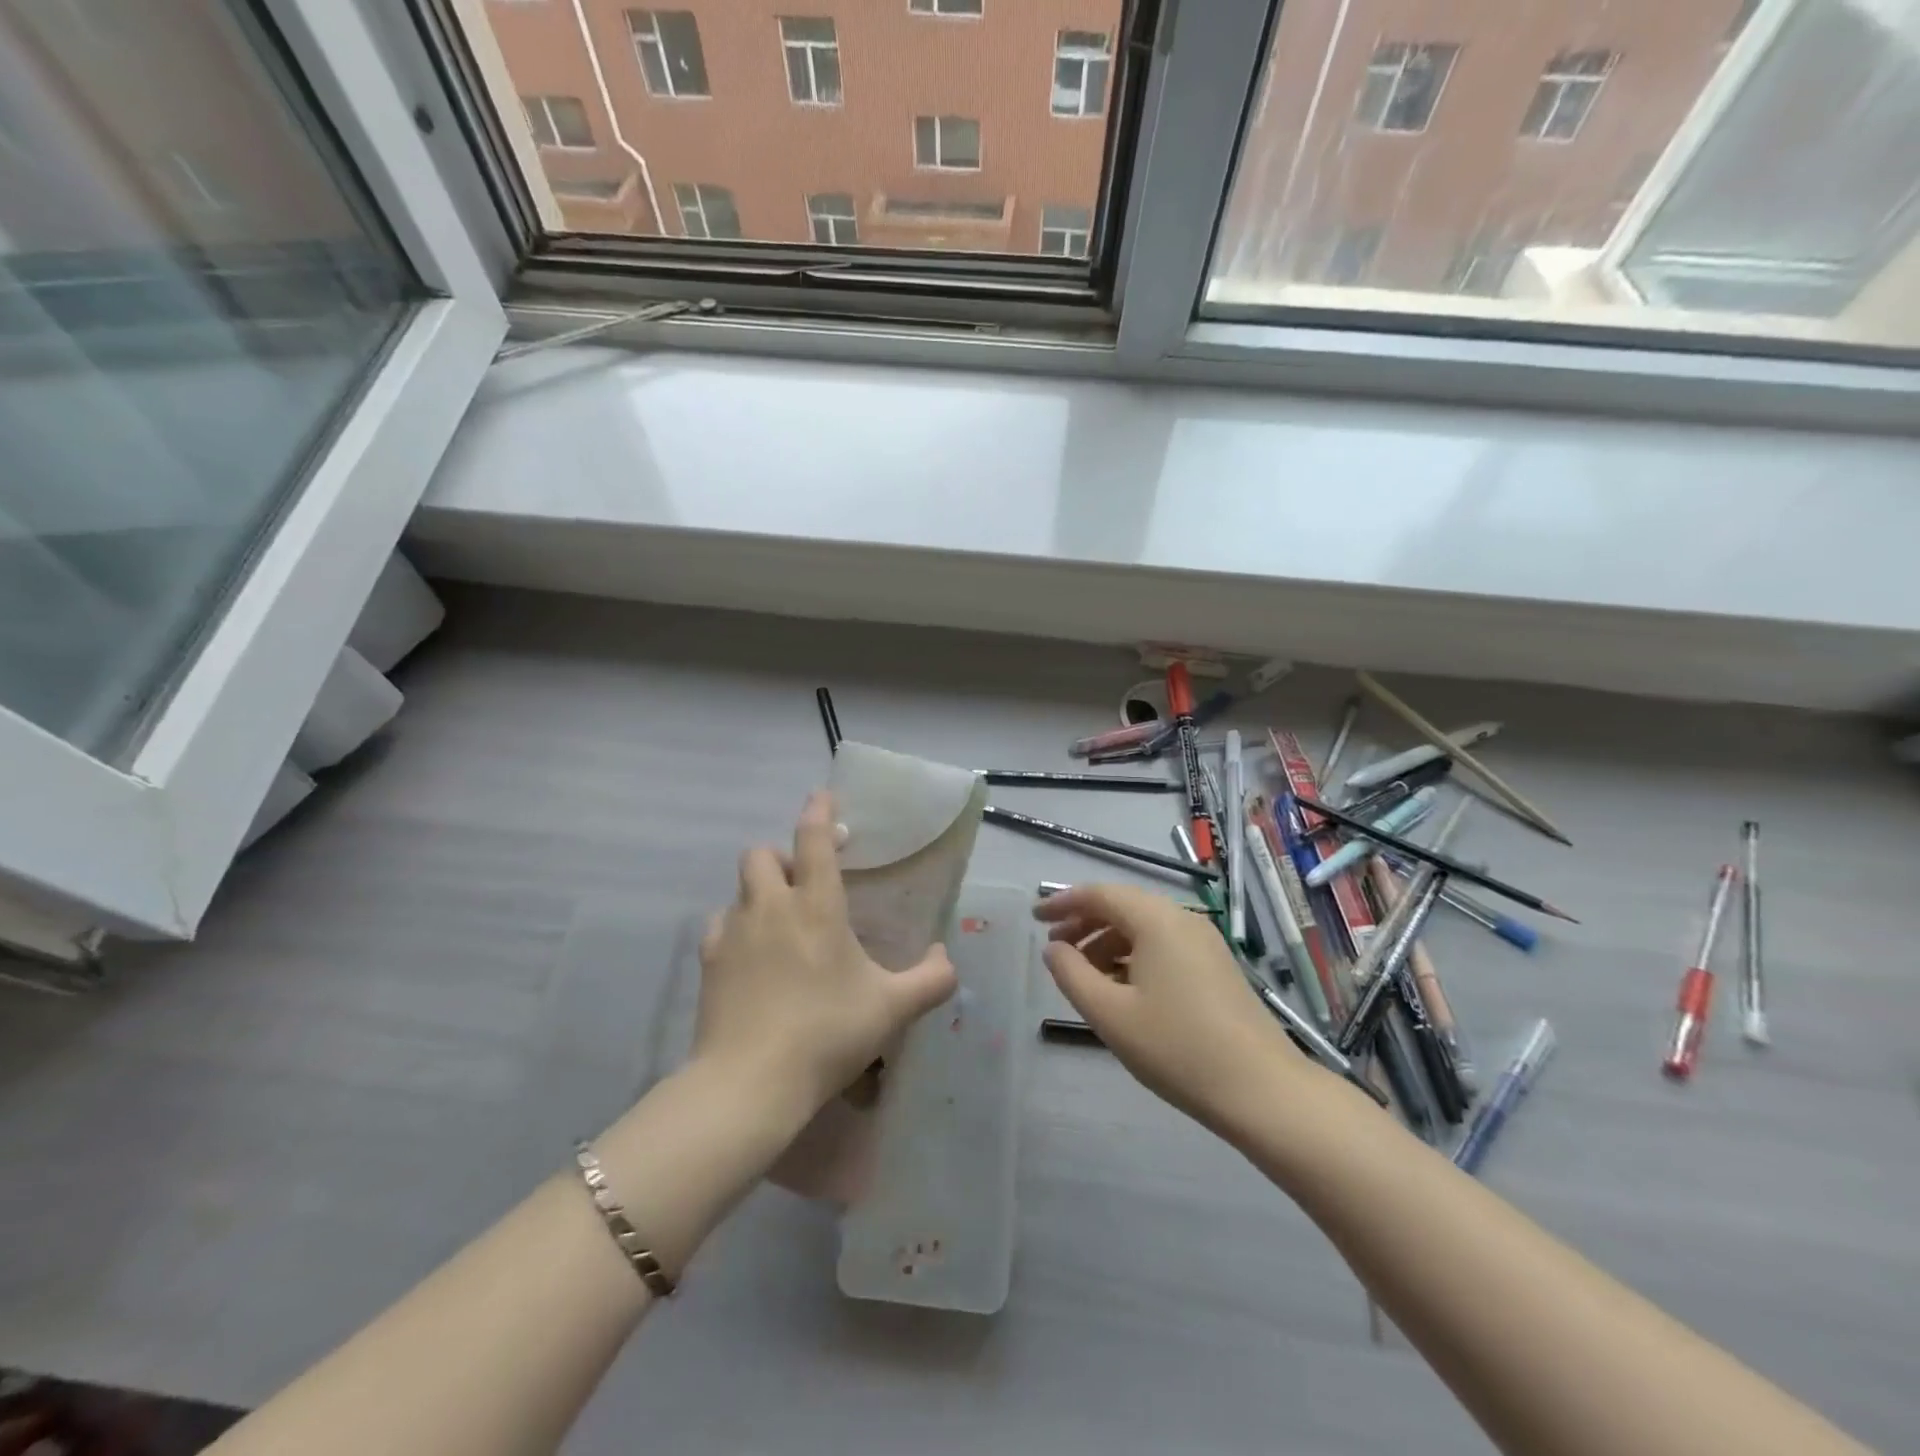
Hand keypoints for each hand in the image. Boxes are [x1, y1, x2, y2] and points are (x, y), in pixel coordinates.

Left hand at [695, 791, 957, 1111]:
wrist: (750, 1083)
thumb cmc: (827, 1034)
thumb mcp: (893, 1009)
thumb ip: (931, 980)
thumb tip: (945, 957)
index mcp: (816, 906)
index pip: (814, 840)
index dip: (820, 812)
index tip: (825, 797)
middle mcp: (770, 907)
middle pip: (762, 854)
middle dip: (783, 857)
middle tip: (806, 884)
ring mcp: (733, 932)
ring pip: (740, 889)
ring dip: (760, 893)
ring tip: (780, 925)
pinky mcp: (708, 962)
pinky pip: (721, 925)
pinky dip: (737, 928)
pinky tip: (752, 957)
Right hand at [1036, 884, 1294, 1131]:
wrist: (1263, 1090)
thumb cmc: (1177, 1048)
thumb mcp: (1110, 1014)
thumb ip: (1072, 975)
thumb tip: (1053, 949)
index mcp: (1156, 920)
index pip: (1099, 894)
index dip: (1062, 902)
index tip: (1034, 918)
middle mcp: (1182, 919)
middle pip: (1123, 907)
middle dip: (1084, 923)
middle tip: (1054, 949)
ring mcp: (1204, 942)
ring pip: (1144, 928)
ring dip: (1107, 943)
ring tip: (1083, 976)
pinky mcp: (1216, 967)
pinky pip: (1164, 946)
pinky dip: (1133, 957)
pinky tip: (1122, 990)